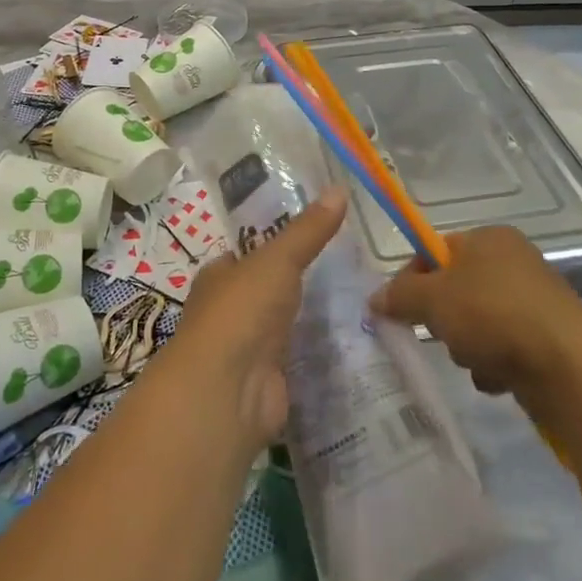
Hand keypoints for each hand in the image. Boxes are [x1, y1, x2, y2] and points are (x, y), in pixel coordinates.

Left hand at [167, 187, 347, 451]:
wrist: (228, 392)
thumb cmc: (240, 311)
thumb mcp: (277, 259)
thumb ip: (308, 230)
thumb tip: (340, 188)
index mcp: (219, 276)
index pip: (247, 251)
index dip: (276, 240)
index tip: (315, 230)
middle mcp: (229, 310)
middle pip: (268, 288)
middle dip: (299, 280)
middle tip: (350, 263)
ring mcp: (248, 348)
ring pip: (284, 323)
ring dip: (311, 316)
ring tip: (361, 297)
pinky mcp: (270, 380)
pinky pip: (299, 357)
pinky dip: (319, 350)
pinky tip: (351, 340)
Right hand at [369, 224, 581, 395]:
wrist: (569, 366)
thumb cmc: (494, 314)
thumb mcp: (434, 298)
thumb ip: (400, 295)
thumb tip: (373, 299)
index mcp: (488, 238)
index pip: (435, 251)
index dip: (413, 279)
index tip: (400, 309)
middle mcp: (513, 262)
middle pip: (455, 290)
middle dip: (443, 318)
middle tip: (443, 333)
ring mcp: (533, 301)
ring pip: (476, 323)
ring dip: (467, 346)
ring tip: (475, 359)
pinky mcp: (547, 339)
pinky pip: (502, 349)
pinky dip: (493, 364)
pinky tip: (498, 377)